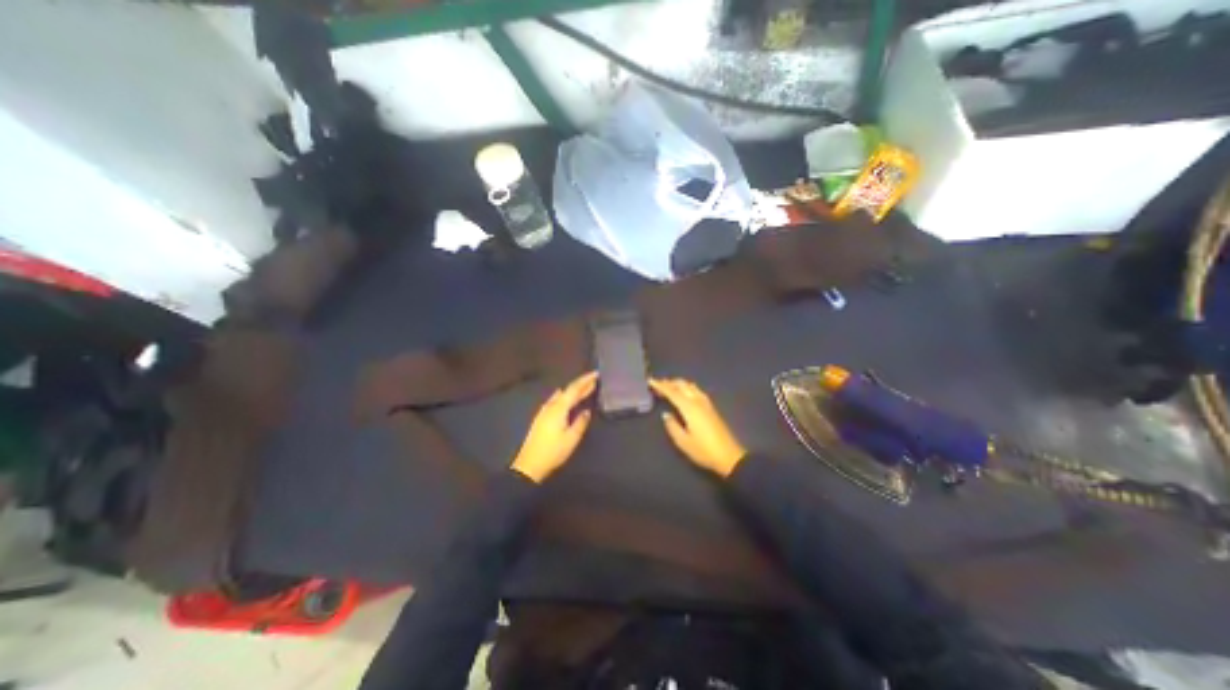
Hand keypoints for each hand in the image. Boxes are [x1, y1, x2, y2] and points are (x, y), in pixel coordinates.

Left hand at [512, 376, 599, 480]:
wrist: (529, 464)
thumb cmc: (553, 452)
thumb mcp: (571, 439)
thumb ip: (580, 423)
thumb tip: (586, 411)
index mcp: (559, 408)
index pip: (574, 389)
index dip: (585, 381)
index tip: (596, 374)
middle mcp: (551, 406)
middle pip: (567, 390)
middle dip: (581, 384)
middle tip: (594, 380)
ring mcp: (544, 411)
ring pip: (561, 395)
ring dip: (573, 391)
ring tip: (584, 388)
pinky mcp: (541, 417)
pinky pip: (555, 400)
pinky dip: (565, 396)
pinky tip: (565, 398)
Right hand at [646, 379, 742, 479]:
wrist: (729, 456)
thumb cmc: (704, 451)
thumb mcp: (683, 442)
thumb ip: (672, 426)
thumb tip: (665, 415)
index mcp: (689, 408)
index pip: (672, 392)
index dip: (660, 386)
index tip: (650, 380)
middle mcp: (698, 402)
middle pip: (682, 385)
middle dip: (669, 382)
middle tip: (657, 384)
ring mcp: (706, 404)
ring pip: (691, 386)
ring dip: (679, 384)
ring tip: (669, 386)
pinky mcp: (711, 408)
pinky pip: (697, 391)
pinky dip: (687, 387)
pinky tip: (685, 392)